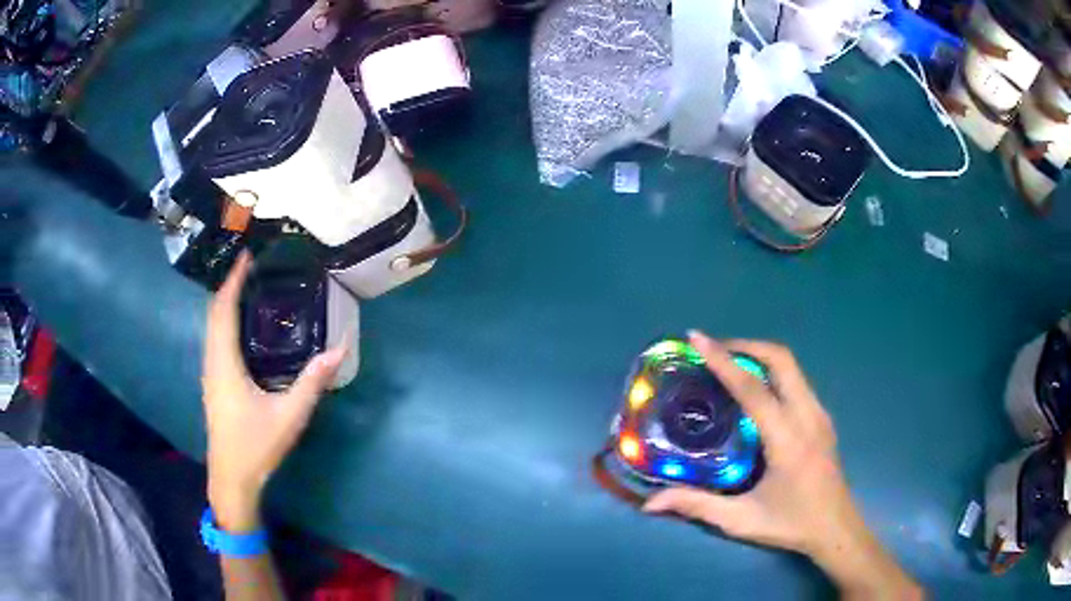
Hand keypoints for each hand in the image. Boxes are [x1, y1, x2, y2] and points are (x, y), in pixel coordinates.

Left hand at [201, 252, 346, 531]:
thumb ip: (313, 382)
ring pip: (212, 328)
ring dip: (225, 304)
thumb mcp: (289, 416)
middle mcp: (212, 362)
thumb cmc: (256, 446)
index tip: (246, 257)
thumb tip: (340, 349)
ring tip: (247, 288)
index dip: (232, 281)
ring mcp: (210, 374)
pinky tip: (240, 326)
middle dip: (228, 286)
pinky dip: (224, 322)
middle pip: (214, 314)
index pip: (223, 311)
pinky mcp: (213, 384)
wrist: (231, 478)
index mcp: (225, 364)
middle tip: (251, 267)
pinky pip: (215, 341)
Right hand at [643, 331, 920, 599]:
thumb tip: (650, 502)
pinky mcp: (823, 418)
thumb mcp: (741, 521)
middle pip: (781, 360)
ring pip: (792, 366)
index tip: (697, 338)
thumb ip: (697, 506)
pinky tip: (755, 390)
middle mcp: (808, 416)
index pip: (753, 389)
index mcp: (788, 440)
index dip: (723, 360)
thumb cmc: (791, 525)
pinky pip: (797, 380)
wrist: (837, 529)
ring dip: (759, 355)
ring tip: (728, 364)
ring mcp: (820, 414)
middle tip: (713, 349)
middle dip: (745, 345)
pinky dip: (772, 371)